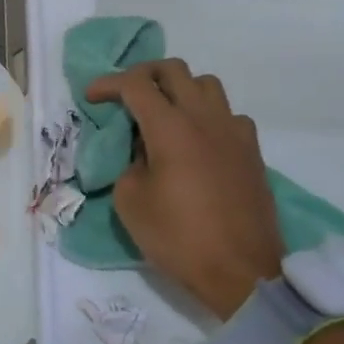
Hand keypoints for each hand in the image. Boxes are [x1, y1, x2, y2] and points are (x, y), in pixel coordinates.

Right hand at [84, 59, 283, 318]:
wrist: (242, 273)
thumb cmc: (179, 238)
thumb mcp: (130, 201)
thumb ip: (129, 163)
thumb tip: (142, 150)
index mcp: (170, 128)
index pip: (135, 84)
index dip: (108, 84)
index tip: (91, 97)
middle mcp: (204, 118)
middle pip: (173, 70)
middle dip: (143, 74)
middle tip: (126, 95)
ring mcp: (233, 132)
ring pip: (206, 84)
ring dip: (180, 89)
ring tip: (164, 112)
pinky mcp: (252, 151)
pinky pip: (228, 114)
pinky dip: (208, 116)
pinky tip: (198, 140)